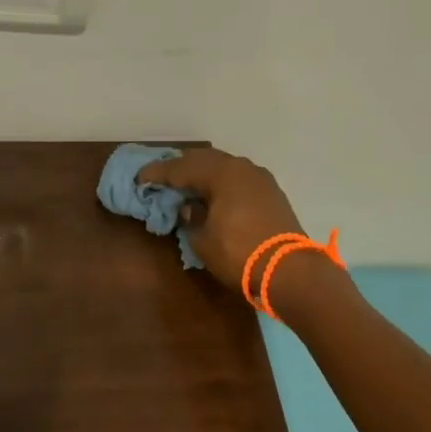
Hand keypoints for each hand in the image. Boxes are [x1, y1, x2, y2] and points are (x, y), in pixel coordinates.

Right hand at [137, 147, 304, 290]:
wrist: (290, 271)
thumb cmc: (239, 253)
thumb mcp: (204, 240)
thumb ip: (192, 218)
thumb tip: (191, 207)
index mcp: (222, 173)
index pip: (181, 168)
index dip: (158, 174)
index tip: (140, 178)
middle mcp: (242, 168)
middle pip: (205, 160)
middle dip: (182, 167)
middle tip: (162, 176)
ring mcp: (261, 179)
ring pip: (225, 167)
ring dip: (204, 173)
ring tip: (187, 183)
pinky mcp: (272, 194)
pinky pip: (239, 179)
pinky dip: (221, 183)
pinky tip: (214, 193)